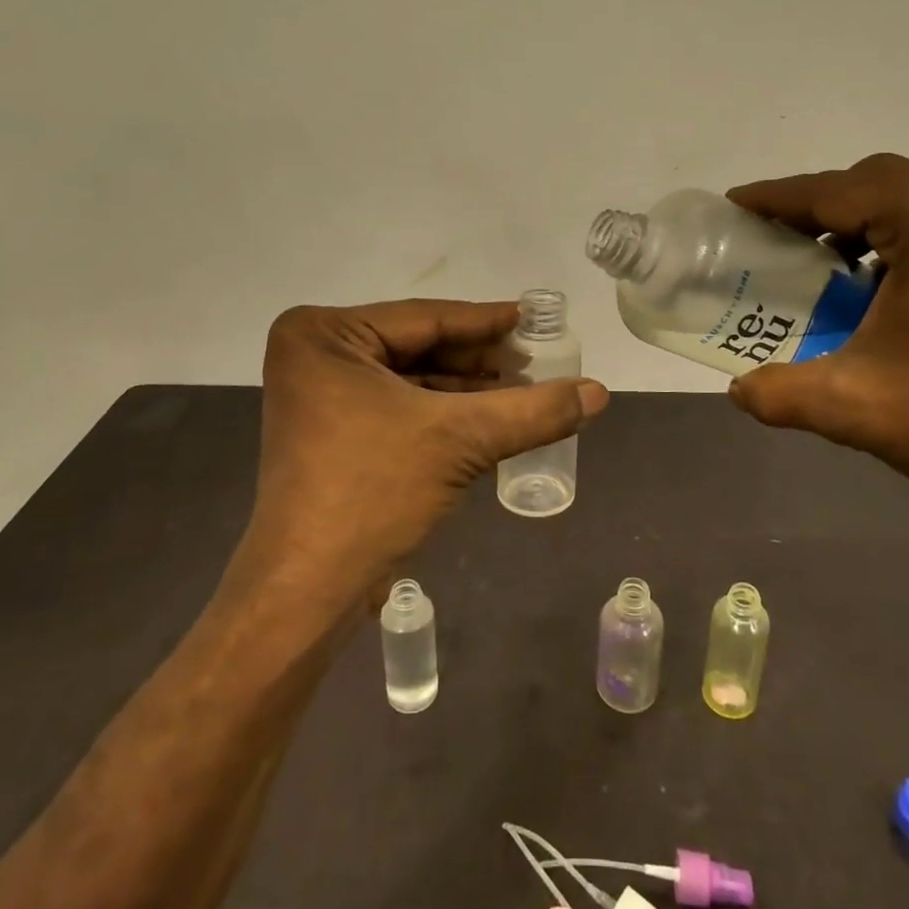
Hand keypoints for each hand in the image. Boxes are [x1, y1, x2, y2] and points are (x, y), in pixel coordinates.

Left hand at [246, 300, 608, 598]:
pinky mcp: (332, 430)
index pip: (427, 318)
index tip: (537, 318)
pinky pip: (399, 405)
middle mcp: (316, 354)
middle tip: (539, 360)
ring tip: (526, 389)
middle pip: (420, 346)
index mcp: (325, 334)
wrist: (308, 589)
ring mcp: (321, 395)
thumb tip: (600, 392)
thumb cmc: (372, 492)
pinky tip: (492, 417)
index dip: (489, 321)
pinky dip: (445, 413)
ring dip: (468, 388)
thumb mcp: (460, 440)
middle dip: (481, 360)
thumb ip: (533, 410)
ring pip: (413, 378)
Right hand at [725, 154, 908, 509]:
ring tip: (834, 262)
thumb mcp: (852, 406)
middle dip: (823, 205)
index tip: (737, 203)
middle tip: (780, 237)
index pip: (839, 191)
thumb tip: (738, 390)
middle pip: (882, 182)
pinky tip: (898, 287)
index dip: (779, 197)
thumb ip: (778, 393)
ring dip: (871, 220)